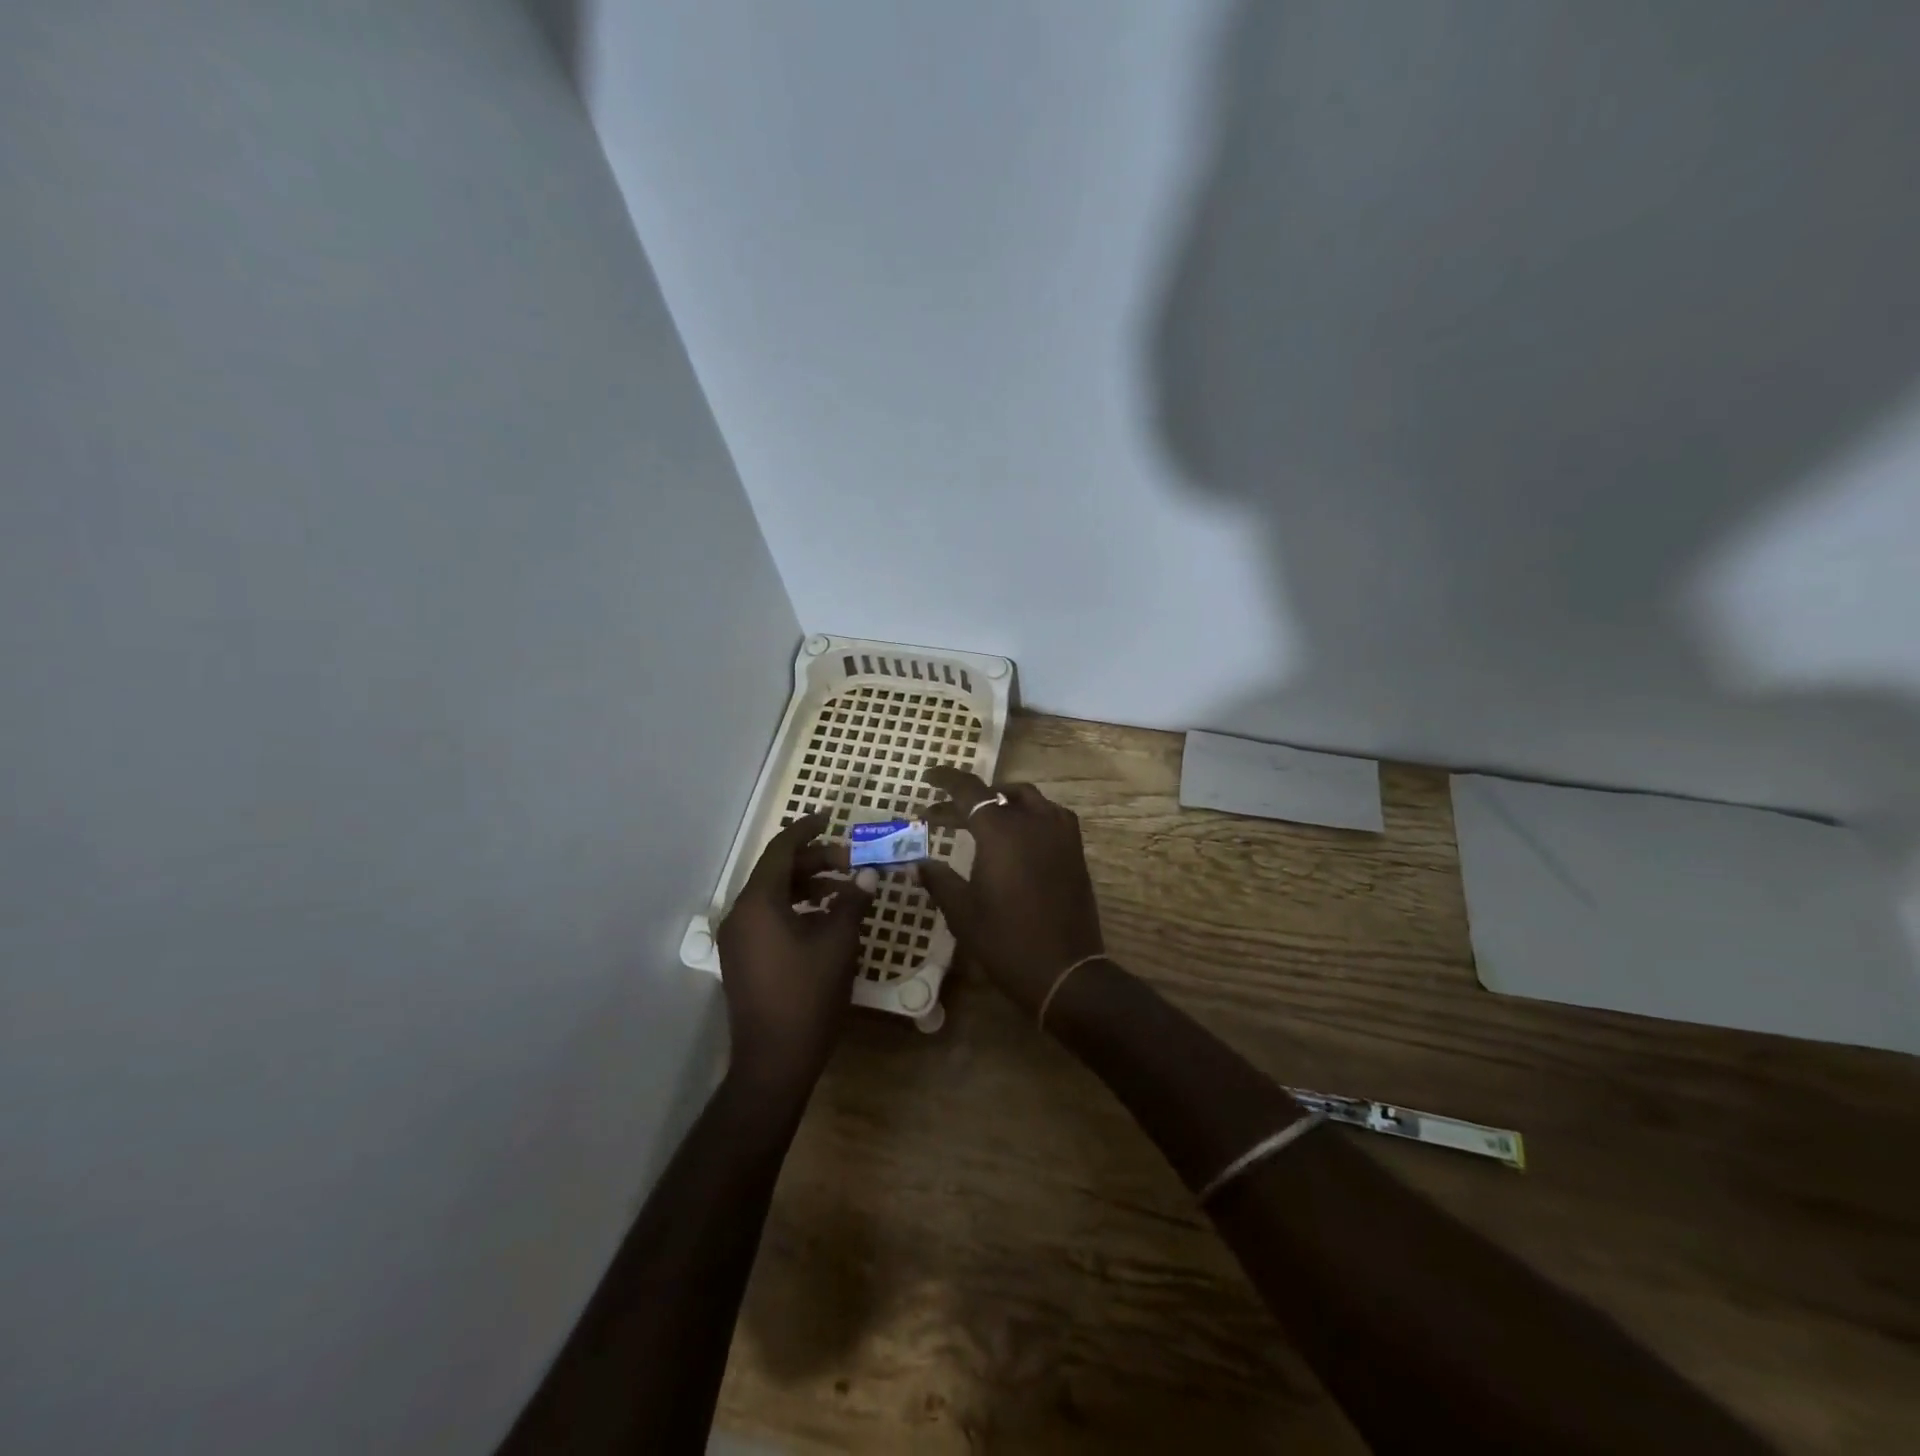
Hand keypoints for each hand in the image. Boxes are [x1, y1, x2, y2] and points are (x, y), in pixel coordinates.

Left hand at [717, 813, 877, 1092]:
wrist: (774, 1062)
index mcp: (758, 903)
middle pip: (778, 872)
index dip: (807, 830)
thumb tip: (868, 874)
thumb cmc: (808, 995)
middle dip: (815, 862)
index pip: (781, 850)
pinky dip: (797, 909)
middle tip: (852, 863)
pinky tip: (826, 920)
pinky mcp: (743, 959)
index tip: (830, 817)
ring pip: (774, 896)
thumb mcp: (838, 942)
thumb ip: (853, 901)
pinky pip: (769, 918)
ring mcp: (738, 939)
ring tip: (845, 892)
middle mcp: (740, 914)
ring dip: (809, 886)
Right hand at [913, 767, 1105, 1014]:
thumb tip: (918, 863)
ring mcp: (1059, 833)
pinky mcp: (1074, 849)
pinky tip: (1016, 835)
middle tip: (939, 816)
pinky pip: (1049, 814)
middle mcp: (1033, 821)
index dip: (945, 780)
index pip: (969, 790)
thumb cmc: (1007, 941)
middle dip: (965, 800)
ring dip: (999, 801)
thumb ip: (939, 880)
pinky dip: (1027, 813)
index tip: (927, 777)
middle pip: (995, 795)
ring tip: (978, 818)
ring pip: (1026, 798)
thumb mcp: (963, 912)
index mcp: (1001, 832)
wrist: (1066, 971)